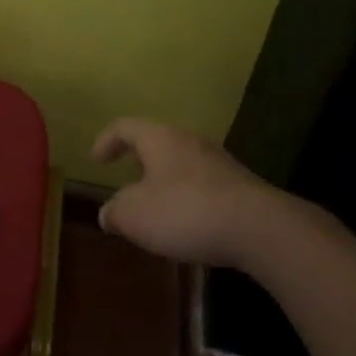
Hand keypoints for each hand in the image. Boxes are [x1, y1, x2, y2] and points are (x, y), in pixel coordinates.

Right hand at [91, 118, 293, 268]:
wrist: (259, 228)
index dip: (106, 141)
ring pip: (182, 164)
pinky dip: (188, 199)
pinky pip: (203, 185)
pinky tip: (187, 224)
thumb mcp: (135, 215)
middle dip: (139, 162)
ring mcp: (219, 162)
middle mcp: (189, 141)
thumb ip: (115, 211)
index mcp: (159, 138)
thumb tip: (108, 212)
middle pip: (157, 142)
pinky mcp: (240, 187)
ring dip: (165, 182)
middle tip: (126, 182)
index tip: (96, 161)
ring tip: (156, 209)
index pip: (124, 127)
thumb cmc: (186, 211)